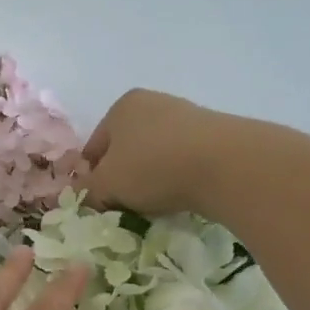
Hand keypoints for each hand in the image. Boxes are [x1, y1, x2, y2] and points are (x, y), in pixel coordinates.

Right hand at [82, 88, 228, 216]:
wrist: (225, 164)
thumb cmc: (153, 168)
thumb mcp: (107, 185)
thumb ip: (88, 191)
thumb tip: (84, 196)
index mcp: (120, 107)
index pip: (93, 148)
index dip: (90, 178)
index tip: (97, 202)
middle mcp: (152, 103)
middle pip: (124, 150)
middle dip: (121, 178)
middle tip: (123, 205)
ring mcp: (185, 116)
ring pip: (153, 156)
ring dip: (148, 179)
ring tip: (153, 204)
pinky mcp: (212, 134)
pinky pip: (181, 160)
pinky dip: (175, 177)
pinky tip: (179, 195)